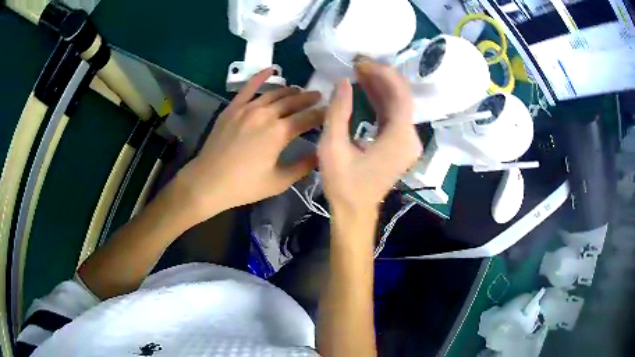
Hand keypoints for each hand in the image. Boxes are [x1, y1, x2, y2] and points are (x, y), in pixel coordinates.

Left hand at [178, 68, 324, 222]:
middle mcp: (266, 114)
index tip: (330, 112)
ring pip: (275, 93)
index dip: (321, 114)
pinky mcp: (233, 107)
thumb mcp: (278, 182)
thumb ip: (302, 167)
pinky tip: (271, 70)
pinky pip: (249, 87)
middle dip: (309, 98)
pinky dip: (261, 77)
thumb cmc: (244, 185)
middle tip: (319, 96)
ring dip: (290, 90)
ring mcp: (248, 108)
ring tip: (300, 90)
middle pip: (293, 101)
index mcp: (280, 133)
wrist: (208, 181)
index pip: (307, 118)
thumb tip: (320, 155)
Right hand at [318, 58, 421, 216]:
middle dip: (381, 77)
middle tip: (358, 63)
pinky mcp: (401, 144)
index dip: (384, 74)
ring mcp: (408, 142)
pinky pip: (394, 115)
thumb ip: (339, 111)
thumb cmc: (343, 183)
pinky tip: (366, 88)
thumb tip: (343, 82)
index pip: (400, 95)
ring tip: (359, 71)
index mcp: (399, 139)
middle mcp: (410, 138)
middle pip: (402, 97)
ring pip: (398, 104)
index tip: (363, 62)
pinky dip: (381, 100)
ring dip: (380, 86)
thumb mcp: (333, 146)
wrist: (355, 210)